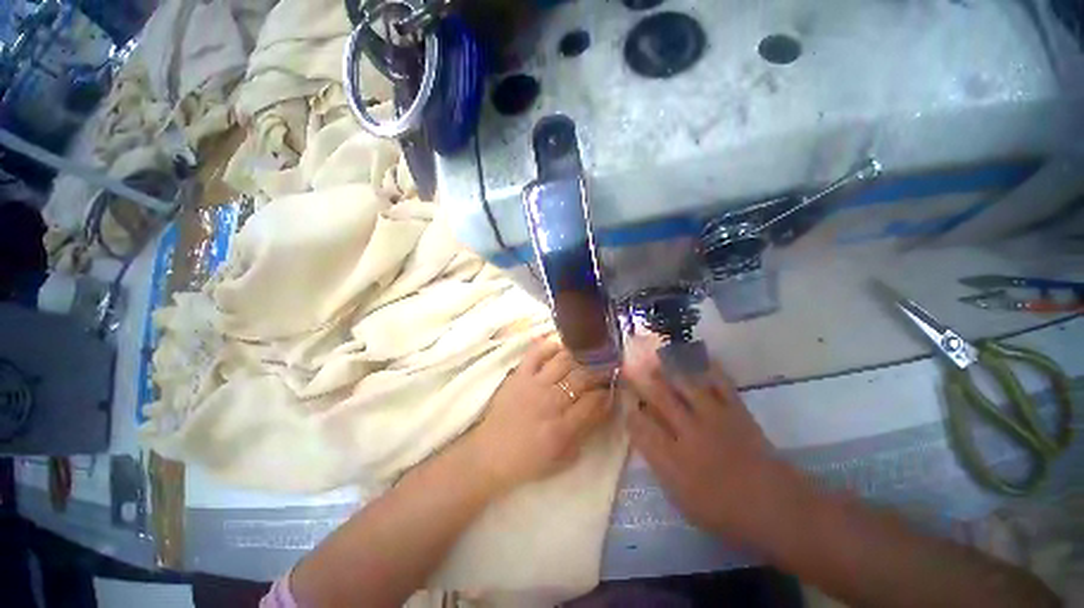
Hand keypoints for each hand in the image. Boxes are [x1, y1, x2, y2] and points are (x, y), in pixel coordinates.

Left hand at [466, 338, 613, 493]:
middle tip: (606, 368)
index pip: (595, 402)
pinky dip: (550, 346)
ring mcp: (533, 385)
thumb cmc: (528, 461)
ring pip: (564, 361)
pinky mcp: (519, 375)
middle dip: (600, 371)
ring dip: (580, 357)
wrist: (490, 455)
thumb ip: (585, 433)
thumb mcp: (563, 458)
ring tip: (589, 355)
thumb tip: (602, 409)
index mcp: (563, 427)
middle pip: (583, 377)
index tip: (614, 388)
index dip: (608, 393)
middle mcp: (551, 401)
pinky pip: (536, 353)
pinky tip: (561, 346)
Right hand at [623, 340, 798, 542]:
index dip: (631, 414)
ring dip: (668, 369)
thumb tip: (646, 438)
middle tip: (632, 368)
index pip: (640, 427)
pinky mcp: (736, 411)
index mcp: (672, 460)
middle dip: (642, 381)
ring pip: (684, 384)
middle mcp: (688, 433)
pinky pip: (719, 383)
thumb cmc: (725, 511)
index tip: (628, 407)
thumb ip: (660, 465)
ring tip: (657, 358)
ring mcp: (713, 418)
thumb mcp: (682, 499)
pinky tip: (698, 358)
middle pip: (658, 398)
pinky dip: (708, 368)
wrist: (776, 507)